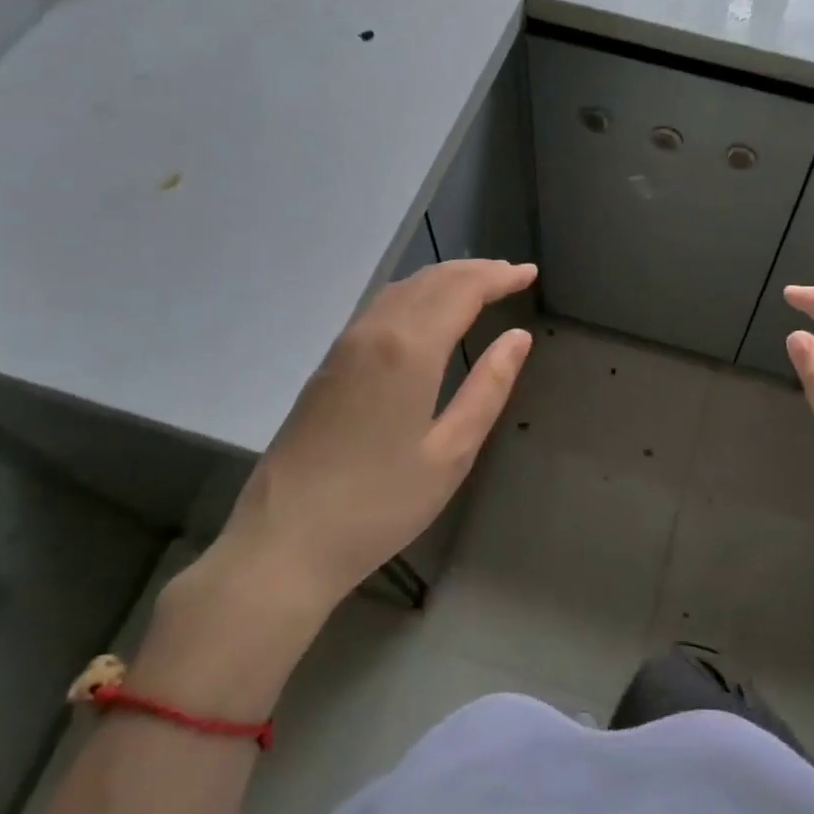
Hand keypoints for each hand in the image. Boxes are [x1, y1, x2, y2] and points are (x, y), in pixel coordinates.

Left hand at [185, 259, 536, 626]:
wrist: (284, 542)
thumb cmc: (380, 504)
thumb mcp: (451, 452)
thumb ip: (488, 388)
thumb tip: (518, 338)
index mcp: (408, 351)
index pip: (462, 290)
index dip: (499, 277)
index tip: (530, 273)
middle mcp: (374, 333)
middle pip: (430, 280)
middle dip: (475, 271)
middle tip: (512, 274)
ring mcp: (344, 347)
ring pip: (400, 290)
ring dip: (444, 279)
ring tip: (479, 285)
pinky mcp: (328, 366)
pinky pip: (380, 309)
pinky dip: (415, 295)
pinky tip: (427, 313)